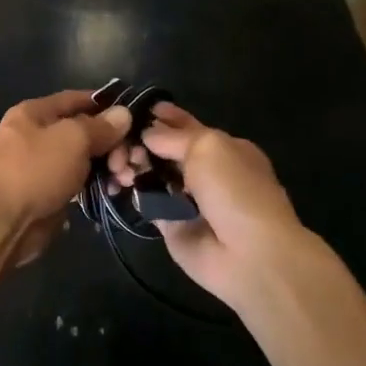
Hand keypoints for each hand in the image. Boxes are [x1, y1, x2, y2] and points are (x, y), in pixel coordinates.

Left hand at [0, 92, 131, 259]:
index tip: (135, 115)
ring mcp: (43, 168)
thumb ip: (100, 126)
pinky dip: (98, 188)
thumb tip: (124, 113)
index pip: (77, 100)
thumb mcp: (72, 138)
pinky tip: (115, 193)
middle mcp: (37, 137)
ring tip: (126, 180)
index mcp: (35, 113)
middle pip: (84, 133)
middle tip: (131, 161)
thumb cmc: (34, 169)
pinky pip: (80, 186)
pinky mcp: (49, 196)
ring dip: (109, 168)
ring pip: (85, 161)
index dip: (106, 105)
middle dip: (112, 144)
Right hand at [107, 104, 318, 310]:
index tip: (135, 111)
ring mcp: (186, 199)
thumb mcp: (208, 147)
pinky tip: (117, 183)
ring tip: (118, 163)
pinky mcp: (170, 224)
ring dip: (132, 165)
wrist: (248, 254)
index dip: (163, 118)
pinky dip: (131, 192)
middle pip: (164, 150)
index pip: (186, 126)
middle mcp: (204, 171)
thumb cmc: (234, 189)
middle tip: (120, 142)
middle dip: (141, 142)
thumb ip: (173, 137)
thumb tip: (147, 133)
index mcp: (222, 148)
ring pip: (151, 175)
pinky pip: (146, 202)